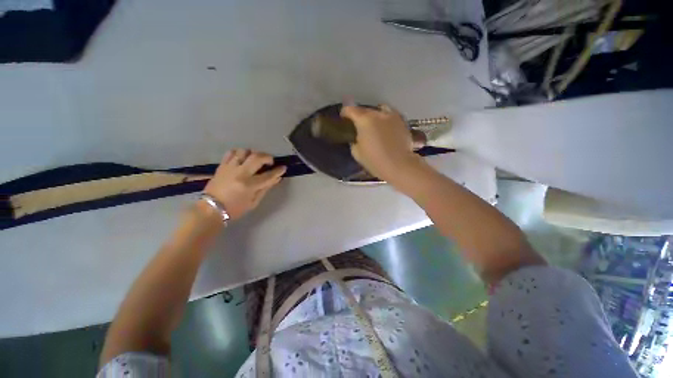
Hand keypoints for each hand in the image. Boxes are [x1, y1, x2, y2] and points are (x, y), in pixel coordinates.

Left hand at [203, 149, 285, 220]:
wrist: (211, 209)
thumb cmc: (235, 209)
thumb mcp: (254, 202)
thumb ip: (265, 188)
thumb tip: (276, 178)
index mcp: (249, 185)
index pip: (268, 175)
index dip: (278, 171)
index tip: (283, 167)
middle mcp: (240, 173)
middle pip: (257, 157)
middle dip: (267, 157)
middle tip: (270, 161)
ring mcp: (230, 168)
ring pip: (244, 152)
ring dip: (253, 153)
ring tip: (255, 159)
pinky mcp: (222, 166)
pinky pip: (231, 153)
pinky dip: (239, 153)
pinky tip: (242, 158)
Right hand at [340, 104, 423, 182]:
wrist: (399, 165)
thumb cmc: (375, 161)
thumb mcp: (357, 153)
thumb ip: (354, 140)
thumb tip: (356, 136)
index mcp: (364, 120)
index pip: (350, 110)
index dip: (344, 113)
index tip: (344, 119)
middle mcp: (377, 113)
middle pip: (365, 109)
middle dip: (359, 116)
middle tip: (358, 126)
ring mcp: (391, 116)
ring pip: (379, 110)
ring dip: (374, 116)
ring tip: (373, 125)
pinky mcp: (402, 121)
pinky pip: (390, 116)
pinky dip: (385, 120)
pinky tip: (385, 129)